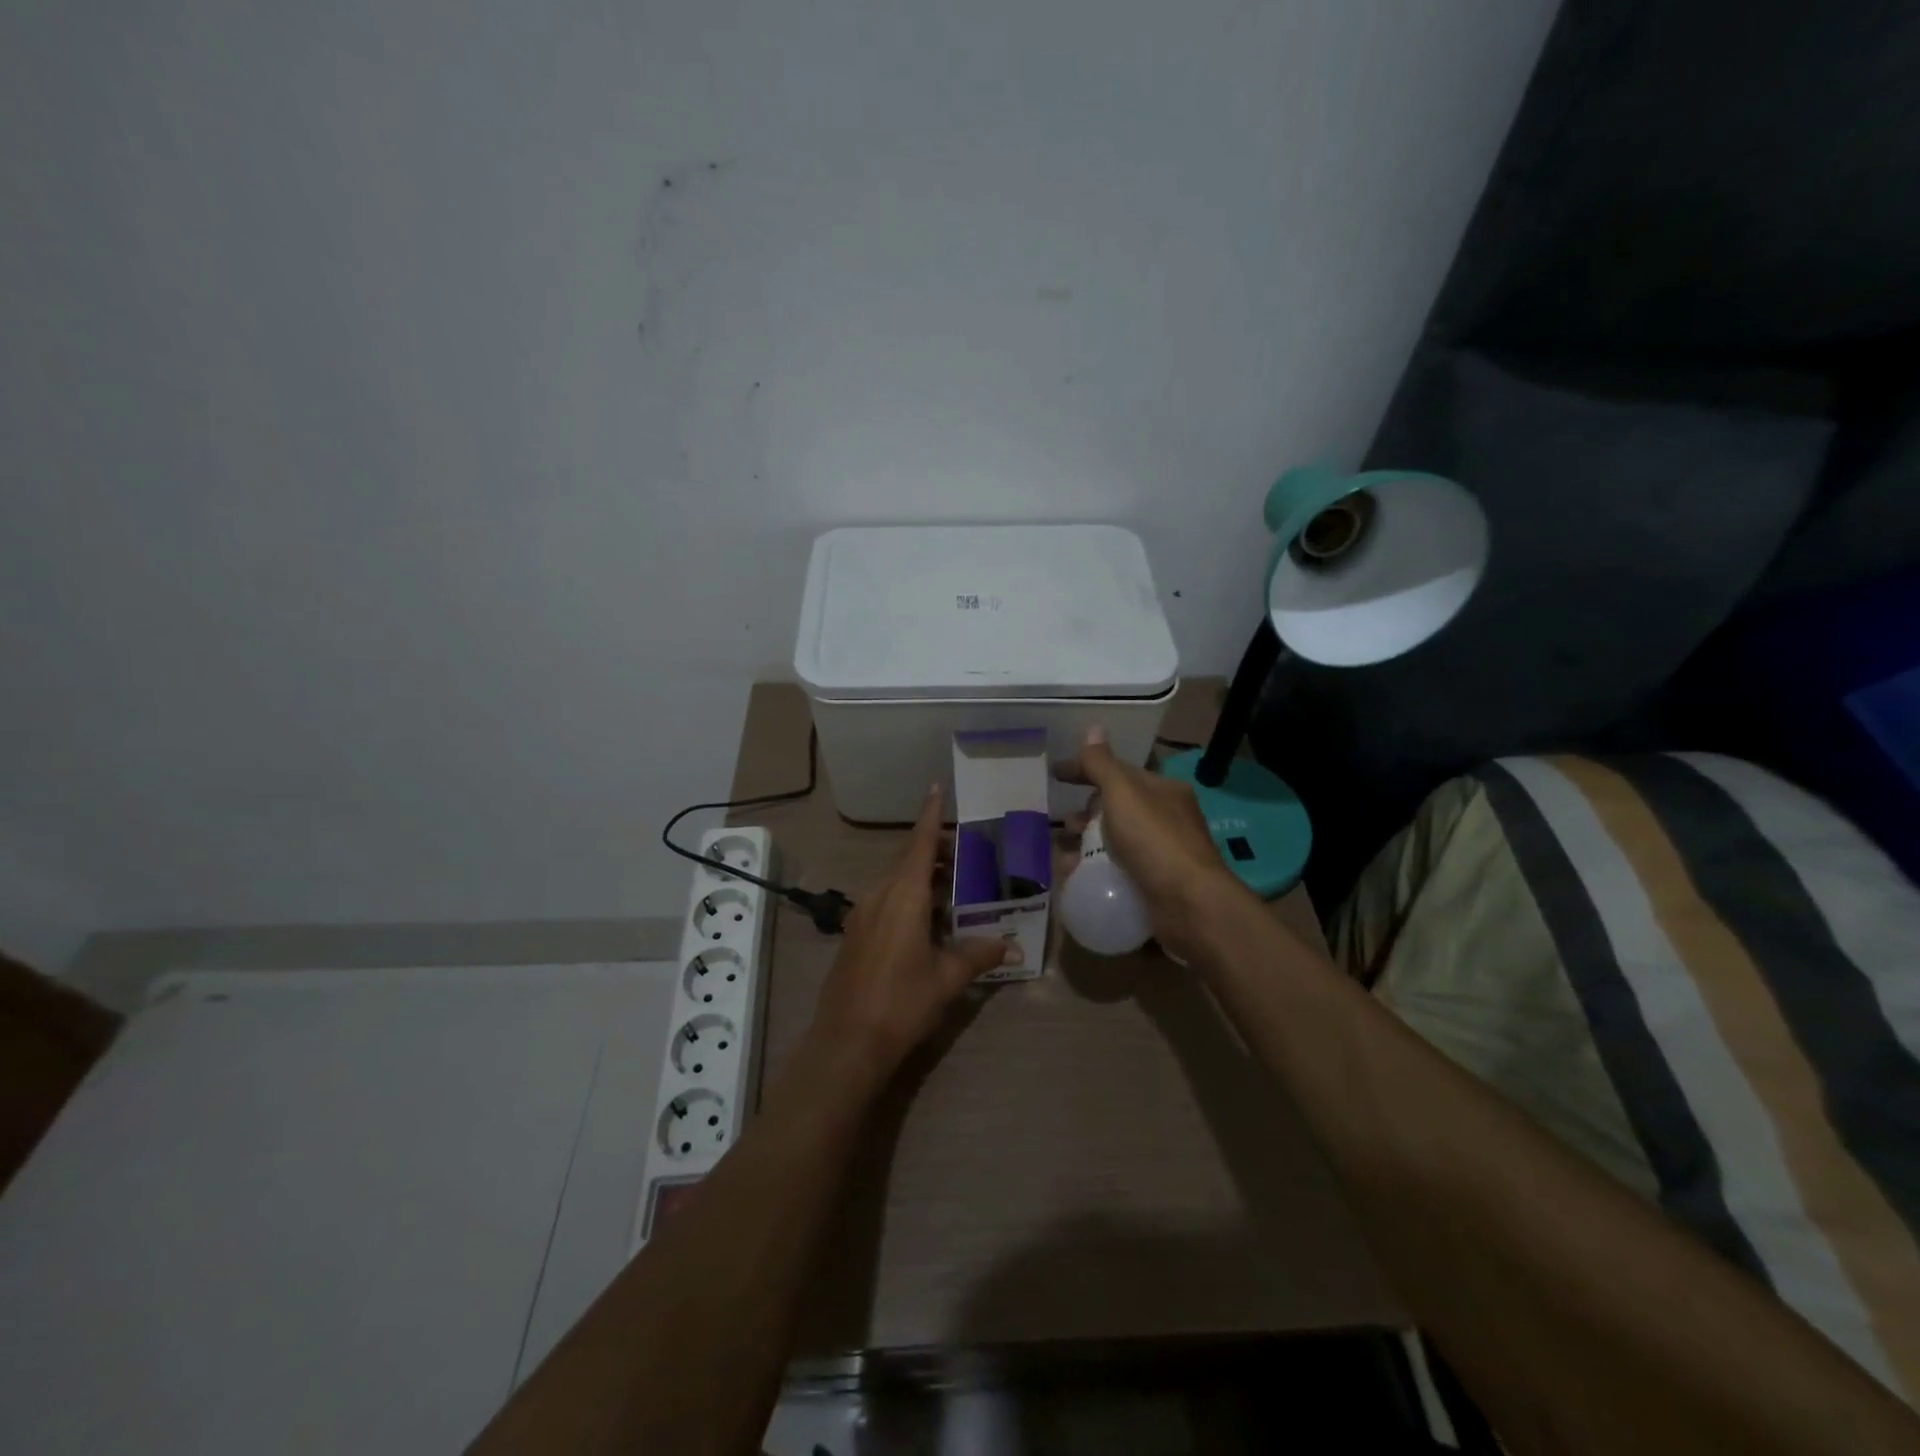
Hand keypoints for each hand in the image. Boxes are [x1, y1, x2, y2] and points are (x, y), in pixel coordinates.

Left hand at [809, 784, 1021, 1079]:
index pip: (919, 843)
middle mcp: (879, 895)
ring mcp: (862, 914)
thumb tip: (1013, 947)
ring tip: (953, 886)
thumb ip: (979, 956)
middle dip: (934, 851)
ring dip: (921, 876)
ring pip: (895, 880)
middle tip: (966, 854)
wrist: (846, 1042)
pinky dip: (908, 896)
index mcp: (903, 896)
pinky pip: (885, 900)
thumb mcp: (947, 978)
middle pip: (908, 859)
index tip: (936, 787)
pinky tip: (927, 919)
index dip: (930, 815)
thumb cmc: (902, 1003)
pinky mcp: (855, 933)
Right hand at [1056, 726, 1243, 961]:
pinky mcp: (1155, 886)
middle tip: (1063, 825)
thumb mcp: (1123, 794)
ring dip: (1086, 847)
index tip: (1055, 775)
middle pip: (1116, 809)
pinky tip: (1075, 881)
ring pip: (1114, 843)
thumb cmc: (1155, 841)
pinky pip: (1117, 872)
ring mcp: (1161, 855)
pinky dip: (1094, 873)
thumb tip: (1094, 728)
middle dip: (1085, 814)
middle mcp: (1165, 820)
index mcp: (1162, 791)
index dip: (1085, 770)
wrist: (1190, 906)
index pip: (1118, 772)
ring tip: (1061, 857)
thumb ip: (1102, 764)